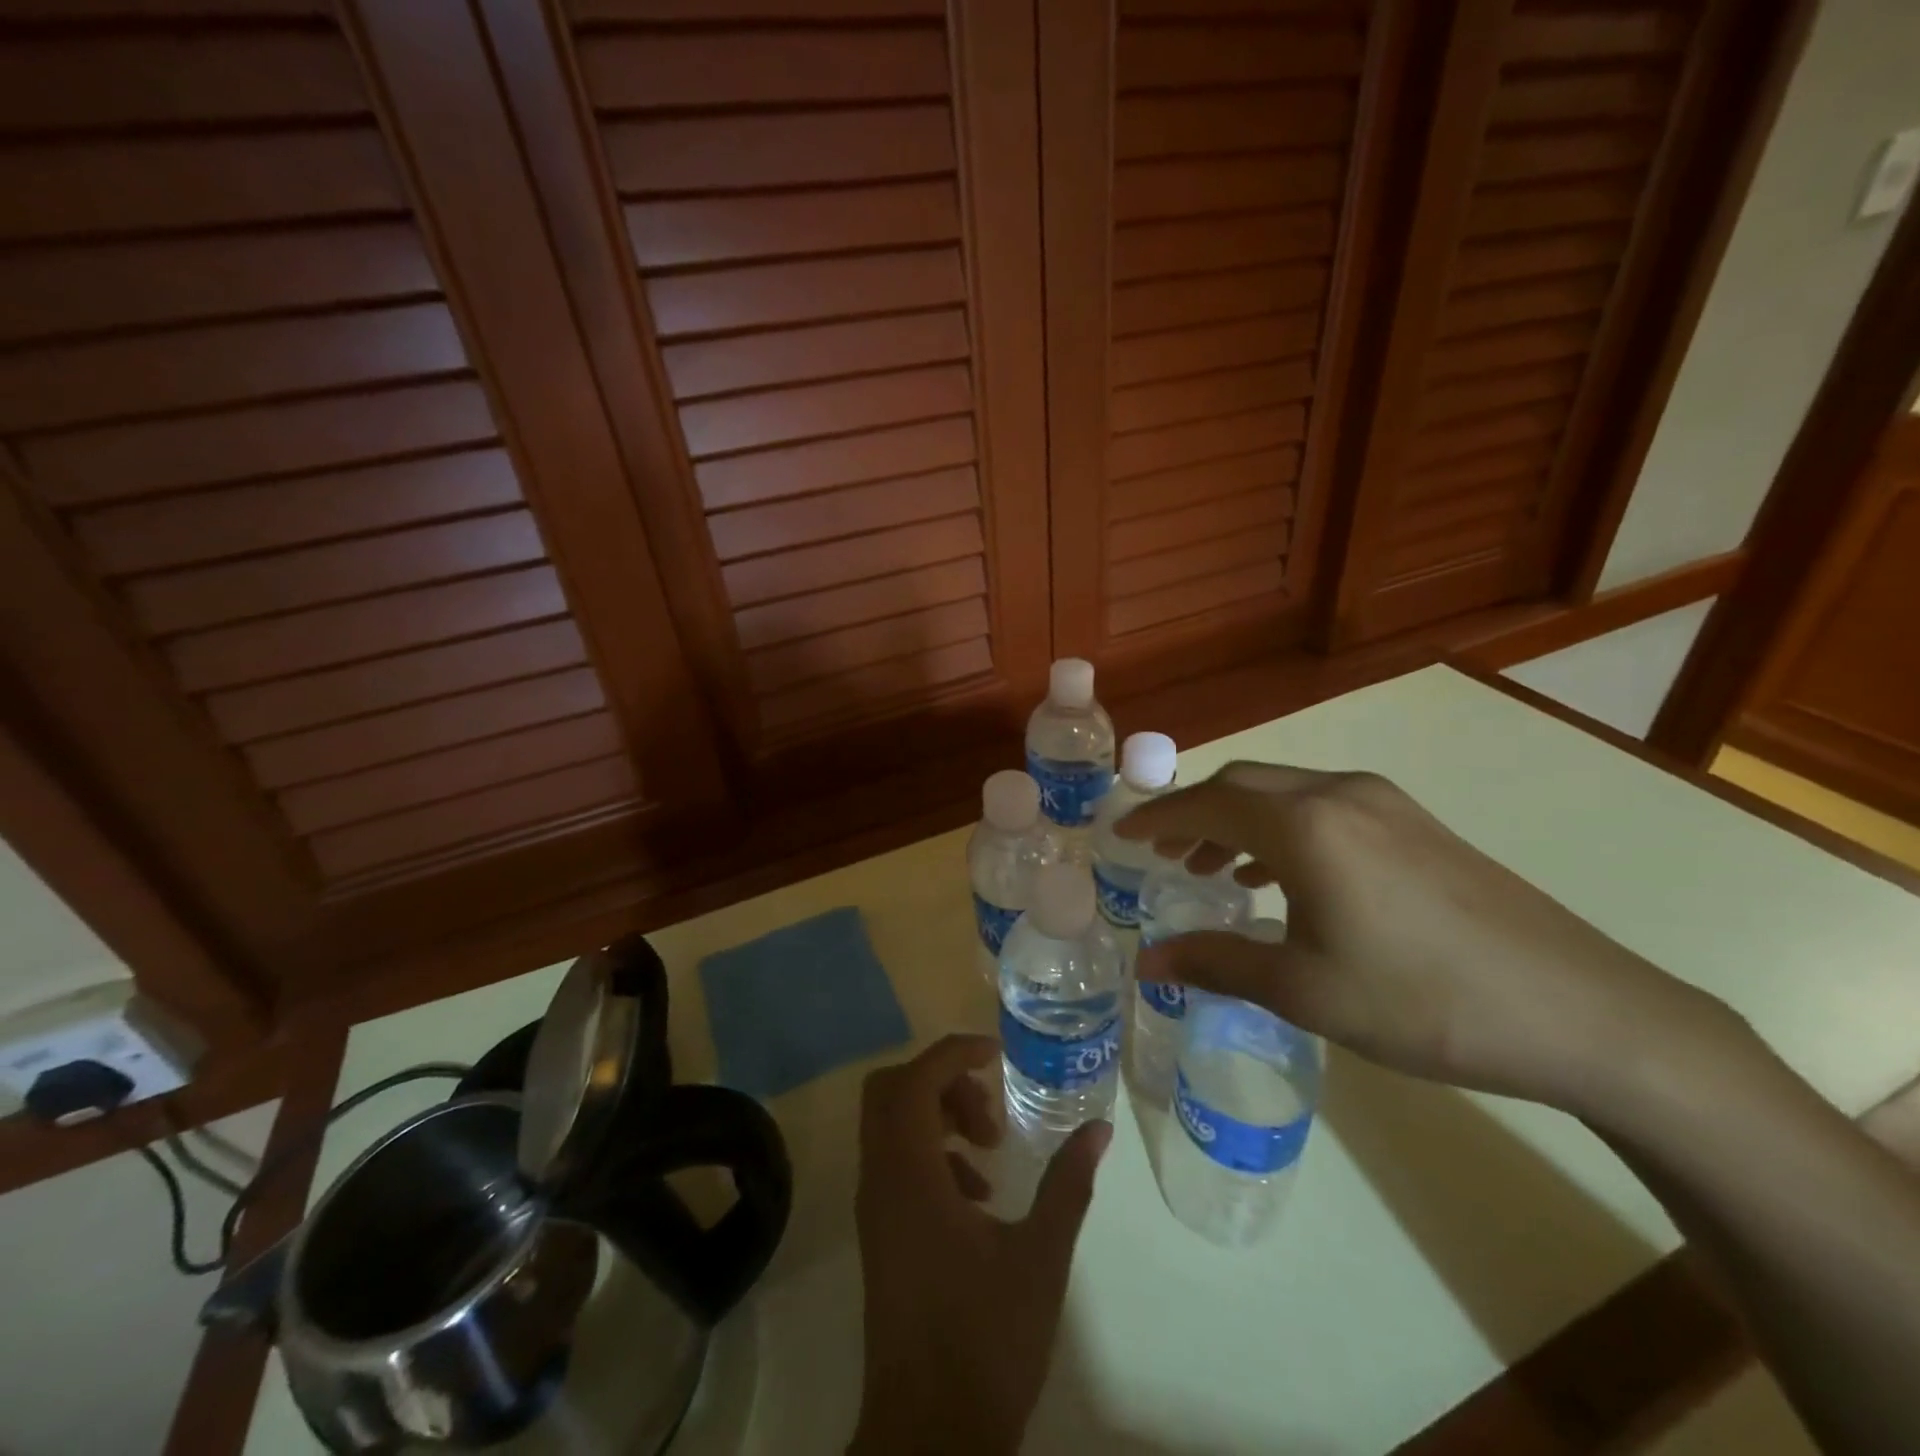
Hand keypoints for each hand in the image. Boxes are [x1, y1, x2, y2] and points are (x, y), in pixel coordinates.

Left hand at [850, 1034, 1110, 1454]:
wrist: (929, 1434)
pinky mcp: (879, 1233)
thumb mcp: (1040, 1256)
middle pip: (890, 1090)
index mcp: (909, 1175)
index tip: (997, 1053)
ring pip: (890, 1125)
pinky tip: (975, 1195)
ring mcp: (873, 1208)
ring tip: (990, 1153)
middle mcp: (879, 1180)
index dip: (954, 1052)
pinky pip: (894, 1163)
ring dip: (937, 1118)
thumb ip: (1068, 1185)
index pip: (916, 1079)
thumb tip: (1098, 1128)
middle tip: (989, 1110)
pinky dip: (930, 1155)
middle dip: (942, 1082)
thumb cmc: (985, 1339)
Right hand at [1117, 762, 1741, 1113]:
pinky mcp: (1415, 823)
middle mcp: (1338, 794)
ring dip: (1238, 819)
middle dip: (1194, 812)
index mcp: (1304, 825)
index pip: (1205, 804)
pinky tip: (1283, 874)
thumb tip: (1146, 962)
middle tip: (1161, 852)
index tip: (1121, 834)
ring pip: (1283, 792)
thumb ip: (1216, 963)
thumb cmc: (1423, 1002)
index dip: (1156, 818)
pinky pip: (1323, 806)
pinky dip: (1281, 827)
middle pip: (1242, 785)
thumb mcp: (1304, 989)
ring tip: (1213, 867)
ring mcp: (1384, 803)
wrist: (1583, 1012)